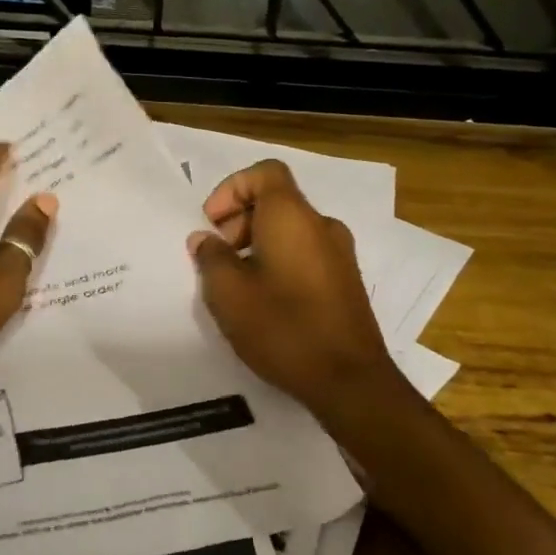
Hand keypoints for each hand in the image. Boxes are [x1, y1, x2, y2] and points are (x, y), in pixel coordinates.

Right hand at [188, 160, 398, 415]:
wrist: (350, 381)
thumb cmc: (283, 327)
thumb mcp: (229, 294)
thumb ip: (211, 258)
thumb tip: (205, 240)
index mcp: (293, 216)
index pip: (265, 173)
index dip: (232, 188)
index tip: (212, 223)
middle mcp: (322, 225)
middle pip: (276, 200)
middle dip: (240, 219)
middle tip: (218, 255)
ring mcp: (340, 254)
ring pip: (291, 229)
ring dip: (258, 242)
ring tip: (236, 282)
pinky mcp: (346, 281)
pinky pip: (306, 252)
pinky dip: (280, 260)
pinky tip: (264, 299)